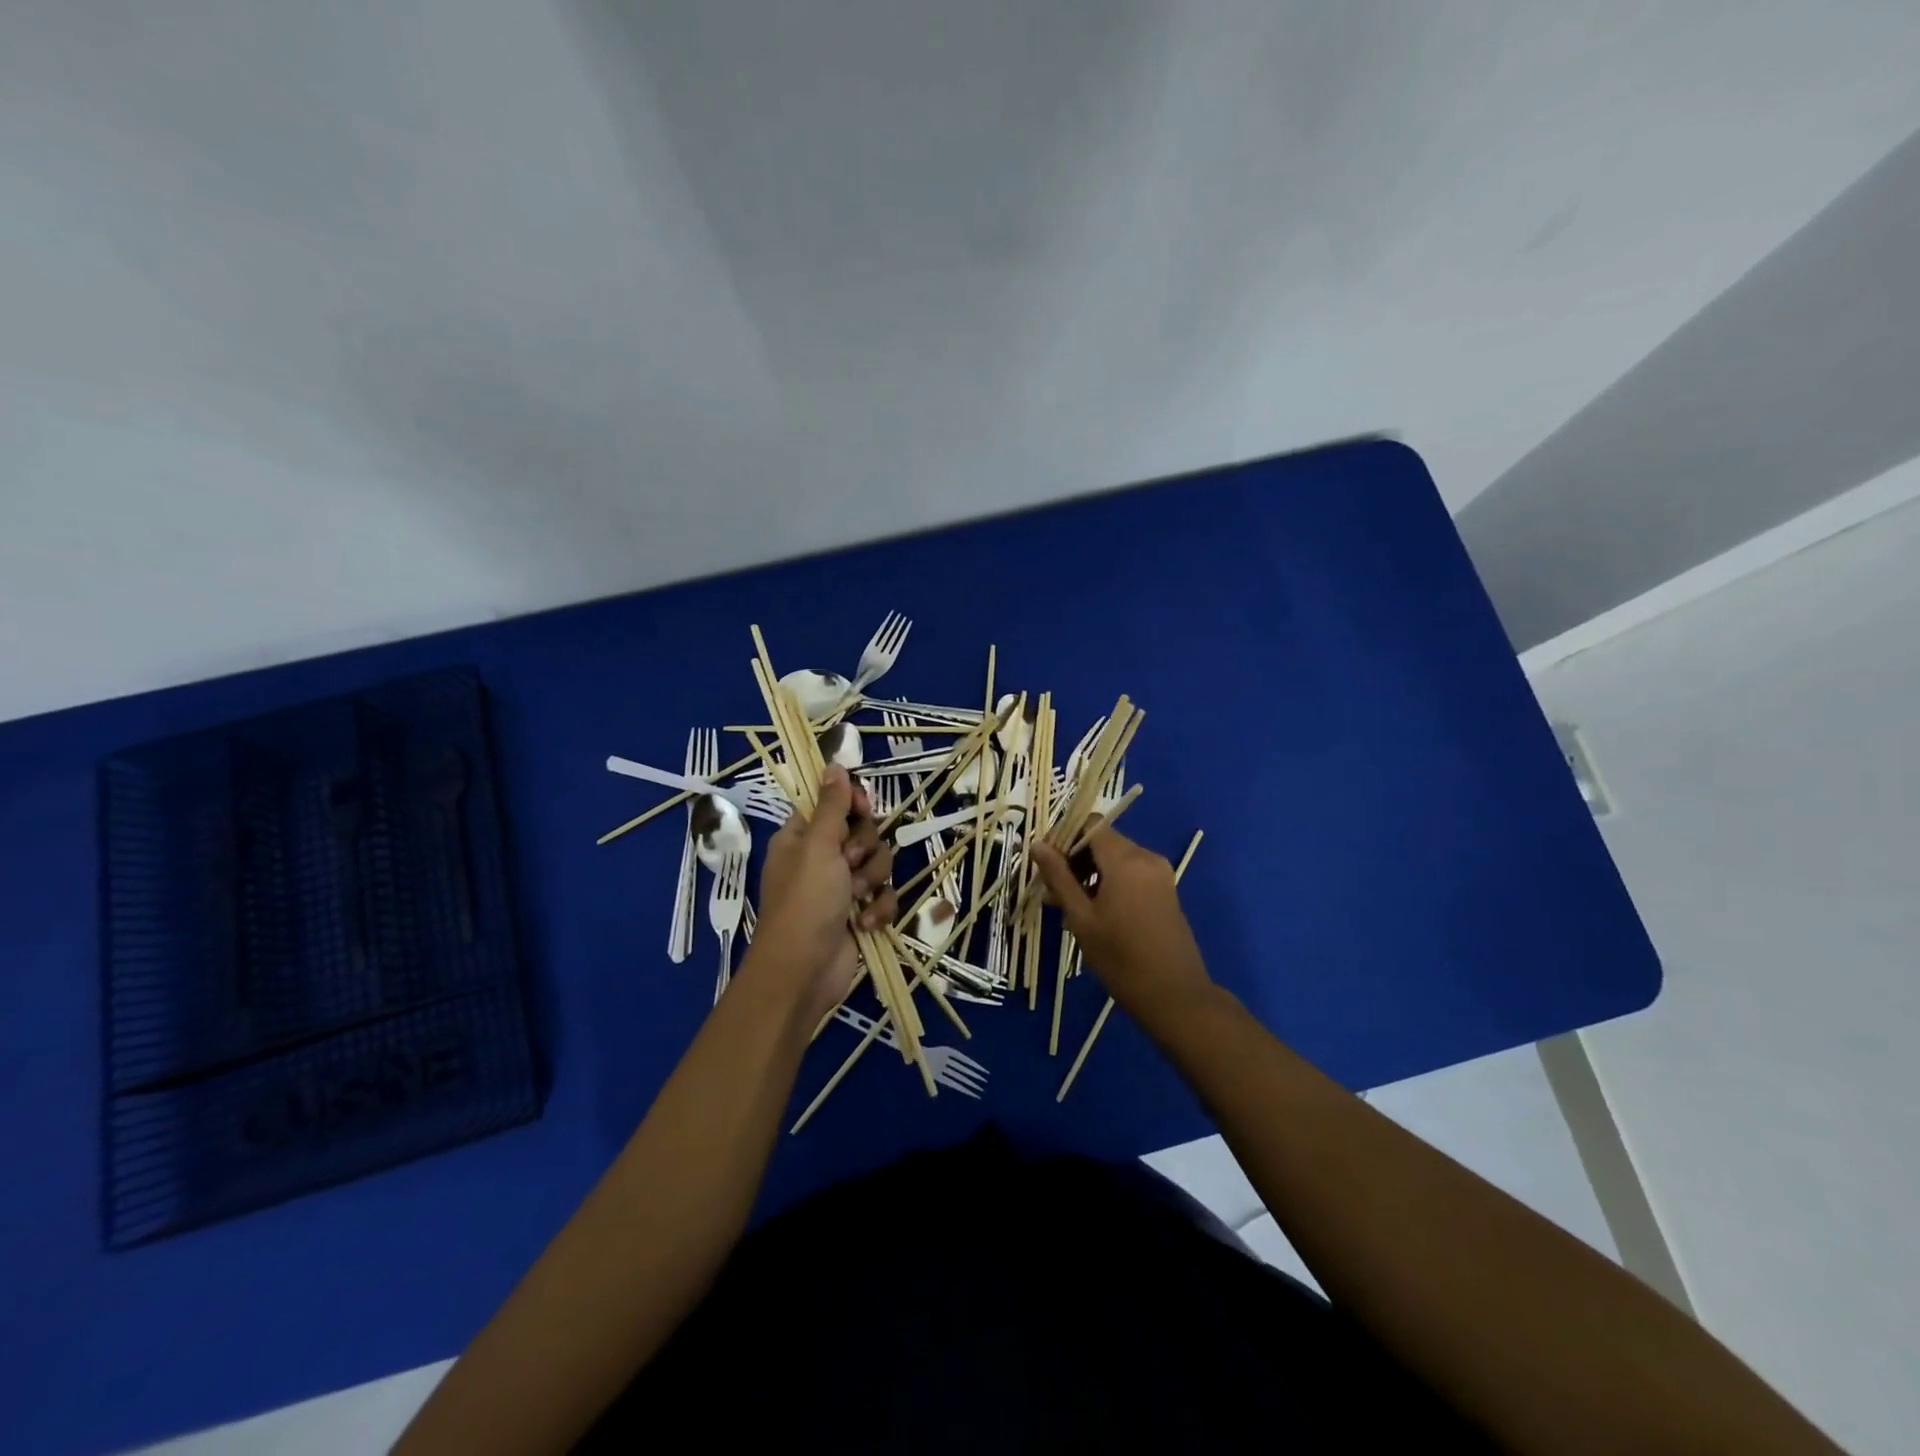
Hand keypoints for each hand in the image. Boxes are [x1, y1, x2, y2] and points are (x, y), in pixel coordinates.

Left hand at [755, 764, 895, 1018]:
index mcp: (802, 837)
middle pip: (863, 832)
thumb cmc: (805, 902)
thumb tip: (833, 764)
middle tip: (851, 864)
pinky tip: (864, 923)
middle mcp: (821, 858)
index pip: (833, 804)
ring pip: (878, 864)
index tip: (862, 809)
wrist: (803, 972)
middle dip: (866, 849)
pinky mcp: (858, 913)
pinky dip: (877, 909)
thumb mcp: (818, 847)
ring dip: (873, 881)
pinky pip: (883, 896)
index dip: (852, 805)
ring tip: (856, 898)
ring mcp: (841, 887)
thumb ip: (832, 806)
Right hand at [1032, 826, 1211, 1016]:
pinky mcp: (1165, 890)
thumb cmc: (1121, 958)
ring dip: (1090, 873)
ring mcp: (1160, 874)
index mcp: (1125, 860)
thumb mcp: (1082, 918)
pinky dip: (1109, 882)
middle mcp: (1146, 857)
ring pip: (1115, 858)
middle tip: (1052, 892)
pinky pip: (1130, 873)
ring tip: (1069, 907)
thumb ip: (1059, 877)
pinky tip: (1094, 912)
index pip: (1090, 825)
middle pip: (1102, 841)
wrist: (1174, 995)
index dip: (1064, 837)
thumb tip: (1038, 845)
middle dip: (1075, 859)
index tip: (1046, 865)